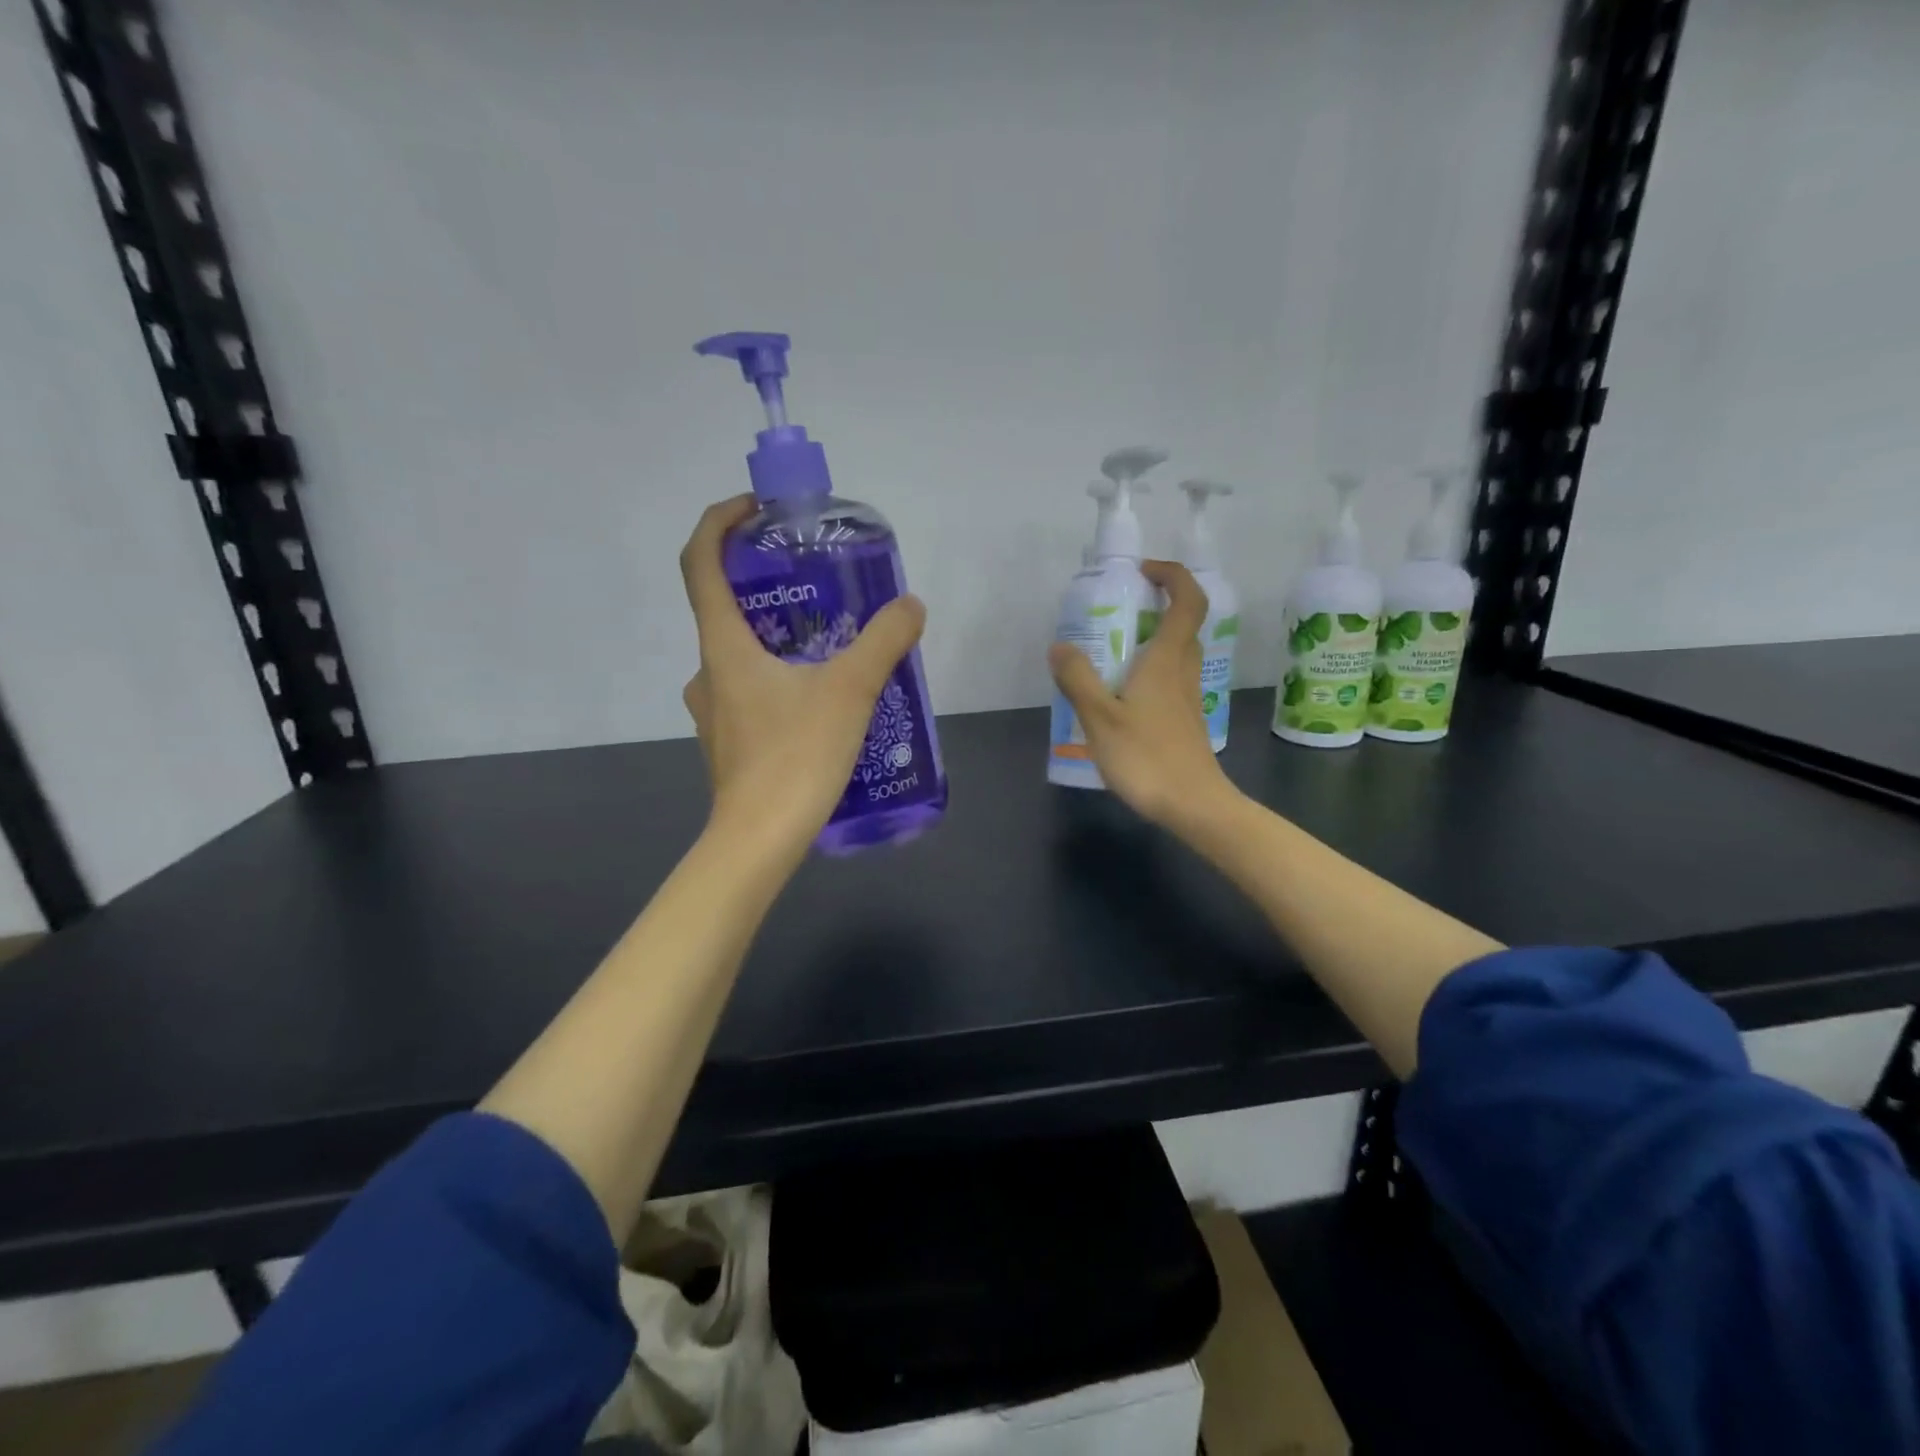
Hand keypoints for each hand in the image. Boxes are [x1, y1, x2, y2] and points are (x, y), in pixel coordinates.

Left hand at [680, 497, 925, 853]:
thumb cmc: (795, 756)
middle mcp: (708, 671)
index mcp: (724, 646)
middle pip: (725, 607)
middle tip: (817, 582)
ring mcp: (714, 710)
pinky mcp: (730, 740)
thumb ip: (884, 642)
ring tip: (830, 641)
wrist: (759, 841)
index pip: (700, 562)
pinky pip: (751, 690)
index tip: (757, 510)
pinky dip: (780, 676)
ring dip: (777, 635)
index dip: (720, 522)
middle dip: (766, 583)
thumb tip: (911, 606)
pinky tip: (822, 697)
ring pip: (741, 654)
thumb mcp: (850, 691)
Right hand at [1047, 560, 1239, 831]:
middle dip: (1154, 606)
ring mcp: (1187, 697)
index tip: (1141, 572)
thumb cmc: (1147, 757)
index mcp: (1167, 659)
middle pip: (1182, 624)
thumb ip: (1078, 678)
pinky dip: (1147, 671)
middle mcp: (1183, 670)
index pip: (1188, 599)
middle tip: (1115, 612)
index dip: (1171, 575)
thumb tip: (1060, 646)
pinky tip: (1119, 695)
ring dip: (1149, 640)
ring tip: (1109, 653)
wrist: (1193, 805)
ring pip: (1175, 653)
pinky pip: (1168, 679)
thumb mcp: (1100, 717)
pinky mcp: (1184, 720)